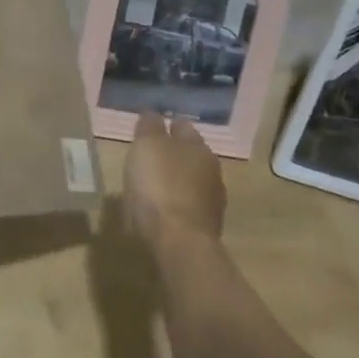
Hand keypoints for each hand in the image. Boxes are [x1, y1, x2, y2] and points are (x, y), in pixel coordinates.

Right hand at [124, 112, 227, 245]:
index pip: (183, 127)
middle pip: (189, 155)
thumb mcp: (147, 146)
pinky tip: (158, 209)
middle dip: (172, 153)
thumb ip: (150, 127)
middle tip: (149, 155)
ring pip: (189, 182)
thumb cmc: (160, 185)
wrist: (177, 243)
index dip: (166, 125)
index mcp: (199, 148)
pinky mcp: (203, 228)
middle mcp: (211, 171)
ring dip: (174, 181)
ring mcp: (211, 203)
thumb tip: (153, 114)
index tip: (150, 128)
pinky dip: (173, 204)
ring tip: (151, 184)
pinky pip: (185, 207)